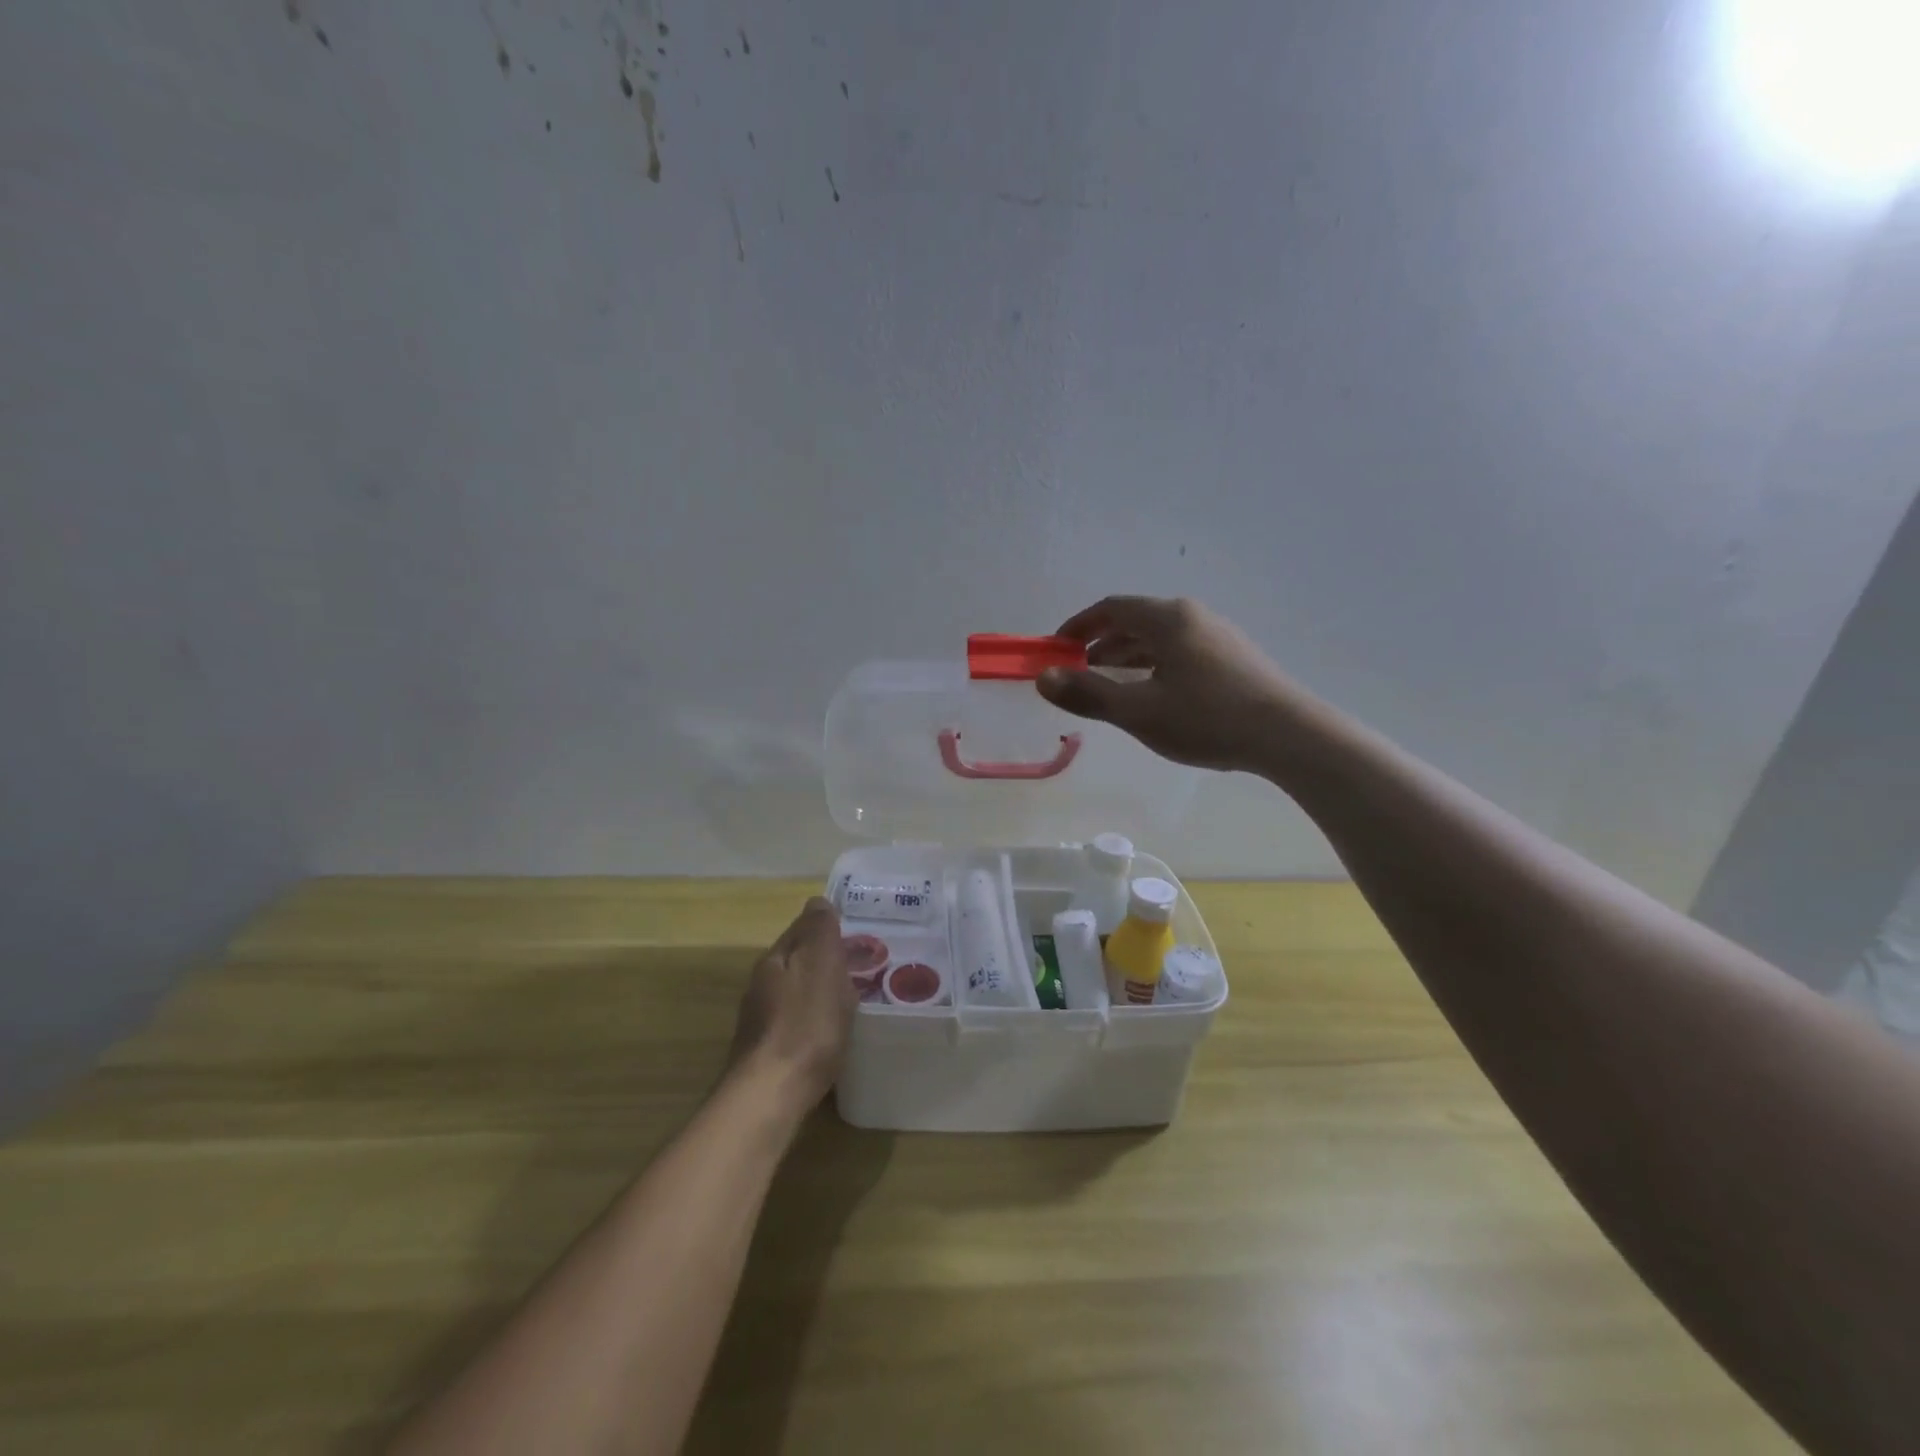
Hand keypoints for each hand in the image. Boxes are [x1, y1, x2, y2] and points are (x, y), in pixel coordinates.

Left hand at [730, 898, 857, 1109]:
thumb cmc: (806, 1023)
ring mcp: (761, 1019)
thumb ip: (820, 931)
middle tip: (861, 965)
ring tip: (851, 997)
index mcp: (775, 958)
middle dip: (826, 958)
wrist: (772, 1093)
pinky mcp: (767, 1051)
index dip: (829, 926)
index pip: (802, 927)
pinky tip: (831, 1030)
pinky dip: (815, 1017)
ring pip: (796, 990)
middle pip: (798, 959)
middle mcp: (762, 984)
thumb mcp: (822, 965)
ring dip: (820, 988)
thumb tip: (817, 901)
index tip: (858, 933)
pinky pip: (797, 1020)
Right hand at [1038, 596, 1297, 773]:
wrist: (1290, 736)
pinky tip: (1154, 695)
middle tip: (1078, 673)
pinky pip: (1180, 652)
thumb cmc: (1207, 718)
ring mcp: (1218, 635)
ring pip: (1159, 638)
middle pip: (1135, 621)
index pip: (1111, 608)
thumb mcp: (1138, 711)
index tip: (1056, 650)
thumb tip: (1043, 678)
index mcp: (1168, 618)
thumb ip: (1087, 694)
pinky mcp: (1234, 658)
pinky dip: (1154, 665)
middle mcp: (1193, 616)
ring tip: (1109, 686)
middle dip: (1100, 644)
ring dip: (1127, 657)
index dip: (1077, 627)